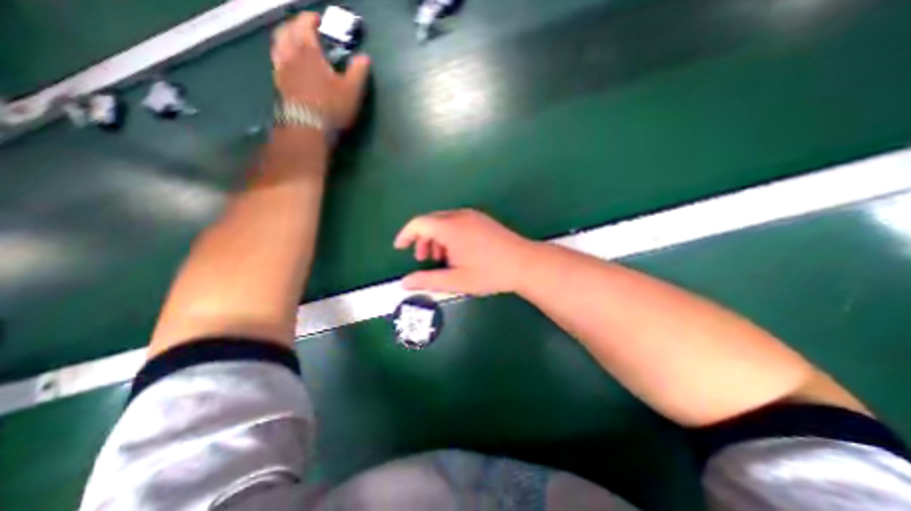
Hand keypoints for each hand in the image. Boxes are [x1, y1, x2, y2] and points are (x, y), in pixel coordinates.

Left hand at [270, 13, 369, 128]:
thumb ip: (359, 72)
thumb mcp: (352, 91)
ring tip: (294, 42)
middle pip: (287, 29)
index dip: (311, 19)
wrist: (308, 129)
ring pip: (278, 43)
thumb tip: (365, 58)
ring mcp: (281, 69)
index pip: (305, 24)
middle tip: (305, 28)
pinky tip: (289, 63)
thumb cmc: (331, 108)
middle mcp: (290, 54)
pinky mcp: (279, 84)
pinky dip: (282, 54)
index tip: (318, 20)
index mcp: (308, 50)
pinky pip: (276, 60)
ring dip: (285, 37)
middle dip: (295, 24)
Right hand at [393, 207, 534, 294]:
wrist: (526, 263)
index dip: (405, 235)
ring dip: (436, 238)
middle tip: (424, 259)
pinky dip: (449, 235)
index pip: (419, 224)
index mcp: (451, 228)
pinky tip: (457, 252)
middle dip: (422, 240)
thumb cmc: (490, 273)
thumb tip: (404, 283)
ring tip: (442, 259)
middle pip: (431, 222)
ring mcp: (473, 216)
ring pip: (444, 222)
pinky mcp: (482, 220)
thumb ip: (427, 280)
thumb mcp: (456, 280)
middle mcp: (460, 216)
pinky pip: (457, 222)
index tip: (399, 248)